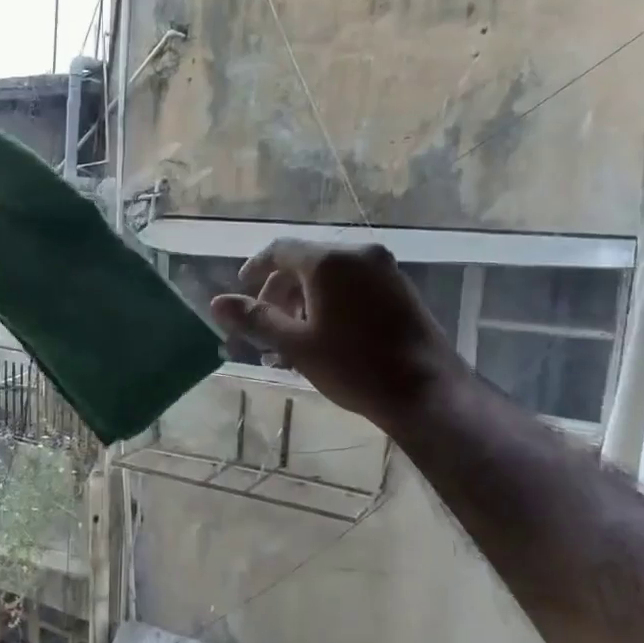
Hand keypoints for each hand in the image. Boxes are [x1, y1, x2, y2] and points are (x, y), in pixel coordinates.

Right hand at [210, 239, 466, 432]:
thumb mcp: (296, 344)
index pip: (280, 250)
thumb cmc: (354, 367)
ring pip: (329, 278)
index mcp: (330, 261)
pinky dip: (329, 305)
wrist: (426, 392)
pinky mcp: (400, 291)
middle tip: (265, 332)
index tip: (240, 292)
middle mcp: (358, 255)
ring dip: (302, 304)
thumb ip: (255, 319)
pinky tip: (323, 340)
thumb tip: (217, 303)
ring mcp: (384, 271)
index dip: (254, 268)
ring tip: (290, 344)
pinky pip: (353, 288)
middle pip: (304, 264)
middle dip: (278, 295)